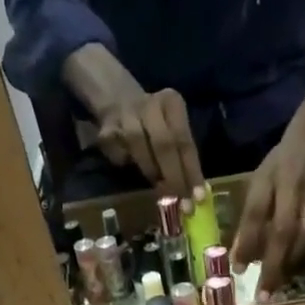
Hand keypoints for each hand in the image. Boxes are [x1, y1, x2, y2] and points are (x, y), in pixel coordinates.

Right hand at [62, 45, 205, 199]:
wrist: (117, 99)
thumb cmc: (153, 124)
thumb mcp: (172, 129)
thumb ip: (181, 155)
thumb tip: (193, 192)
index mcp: (172, 103)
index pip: (185, 141)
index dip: (192, 171)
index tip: (198, 198)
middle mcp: (150, 105)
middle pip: (164, 144)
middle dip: (174, 178)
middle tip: (181, 204)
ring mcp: (126, 114)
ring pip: (140, 147)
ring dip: (152, 172)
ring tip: (160, 190)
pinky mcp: (106, 128)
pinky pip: (120, 154)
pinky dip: (127, 164)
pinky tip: (129, 165)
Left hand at [231, 123, 304, 297]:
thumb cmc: (281, 165)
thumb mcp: (259, 183)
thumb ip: (250, 219)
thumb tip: (239, 258)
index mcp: (285, 190)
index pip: (266, 222)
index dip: (252, 246)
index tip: (239, 271)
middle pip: (290, 241)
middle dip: (275, 270)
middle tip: (263, 297)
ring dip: (291, 270)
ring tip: (277, 290)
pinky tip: (295, 275)